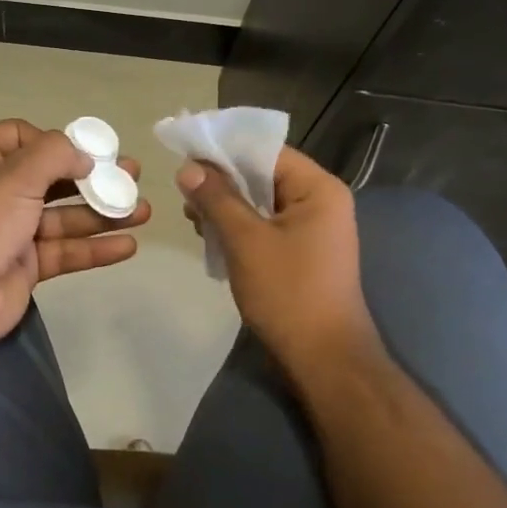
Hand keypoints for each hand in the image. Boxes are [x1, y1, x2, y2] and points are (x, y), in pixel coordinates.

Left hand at [0, 119, 149, 363]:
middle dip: (92, 178)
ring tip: (143, 211)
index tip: (87, 151)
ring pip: (63, 217)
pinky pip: (64, 251)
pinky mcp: (25, 265)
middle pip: (50, 178)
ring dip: (102, 213)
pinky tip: (128, 245)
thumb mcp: (15, 175)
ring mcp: (10, 231)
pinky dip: (94, 247)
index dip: (55, 141)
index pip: (20, 137)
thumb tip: (85, 156)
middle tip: (132, 175)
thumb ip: (56, 154)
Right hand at [178, 146, 381, 379]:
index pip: (267, 151)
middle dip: (222, 181)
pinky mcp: (301, 252)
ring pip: (261, 202)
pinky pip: (265, 226)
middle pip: (263, 175)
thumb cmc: (288, 292)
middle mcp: (320, 201)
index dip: (225, 150)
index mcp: (318, 188)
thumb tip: (188, 167)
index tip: (186, 154)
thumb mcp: (246, 240)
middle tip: (183, 191)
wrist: (323, 358)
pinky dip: (239, 227)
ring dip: (226, 206)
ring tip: (192, 218)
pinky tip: (210, 237)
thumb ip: (217, 199)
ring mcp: (312, 229)